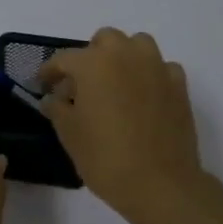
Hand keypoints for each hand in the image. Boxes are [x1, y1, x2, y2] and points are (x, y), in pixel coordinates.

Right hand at [39, 28, 205, 223]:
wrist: (160, 183)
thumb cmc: (105, 157)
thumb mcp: (70, 134)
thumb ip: (58, 109)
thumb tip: (53, 98)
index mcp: (94, 63)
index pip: (64, 59)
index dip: (49, 72)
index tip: (43, 85)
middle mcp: (126, 55)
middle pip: (104, 40)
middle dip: (90, 57)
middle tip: (82, 85)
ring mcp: (157, 67)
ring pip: (137, 45)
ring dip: (123, 57)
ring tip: (115, 85)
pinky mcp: (179, 85)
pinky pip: (161, 67)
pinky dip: (150, 75)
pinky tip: (143, 97)